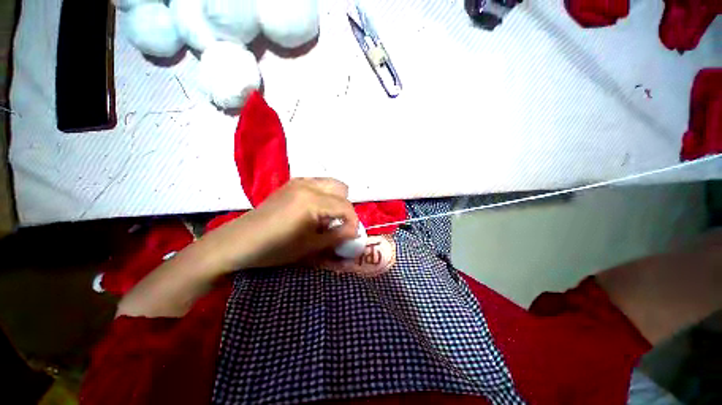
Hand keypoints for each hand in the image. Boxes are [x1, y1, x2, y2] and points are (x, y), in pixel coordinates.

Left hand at [223, 178, 358, 268]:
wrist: (239, 241)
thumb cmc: (274, 249)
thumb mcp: (310, 246)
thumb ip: (337, 236)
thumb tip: (356, 232)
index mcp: (312, 201)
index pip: (345, 206)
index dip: (354, 221)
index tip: (353, 235)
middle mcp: (308, 185)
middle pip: (342, 189)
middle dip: (345, 208)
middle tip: (339, 224)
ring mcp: (298, 181)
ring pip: (331, 184)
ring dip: (335, 200)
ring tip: (327, 217)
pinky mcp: (291, 183)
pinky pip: (318, 184)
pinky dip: (324, 195)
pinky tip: (314, 211)